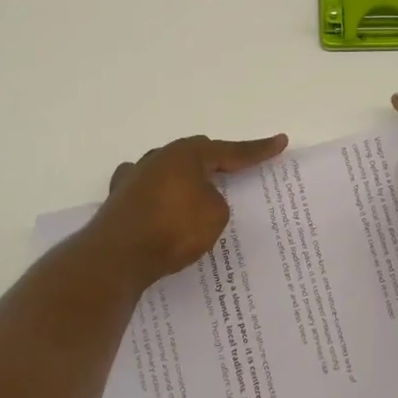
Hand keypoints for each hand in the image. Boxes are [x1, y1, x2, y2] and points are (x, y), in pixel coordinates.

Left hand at [87, 134, 289, 286]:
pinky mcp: (119, 199)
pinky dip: (160, 198)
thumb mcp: (215, 215)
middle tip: (236, 169)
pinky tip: (160, 205)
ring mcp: (134, 177)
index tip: (280, 141)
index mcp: (186, 154)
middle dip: (217, 161)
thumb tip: (200, 199)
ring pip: (168, 170)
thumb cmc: (173, 229)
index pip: (230, 151)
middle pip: (195, 154)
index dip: (257, 149)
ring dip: (184, 179)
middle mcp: (159, 157)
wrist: (117, 256)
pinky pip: (148, 192)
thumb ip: (216, 200)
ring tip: (197, 192)